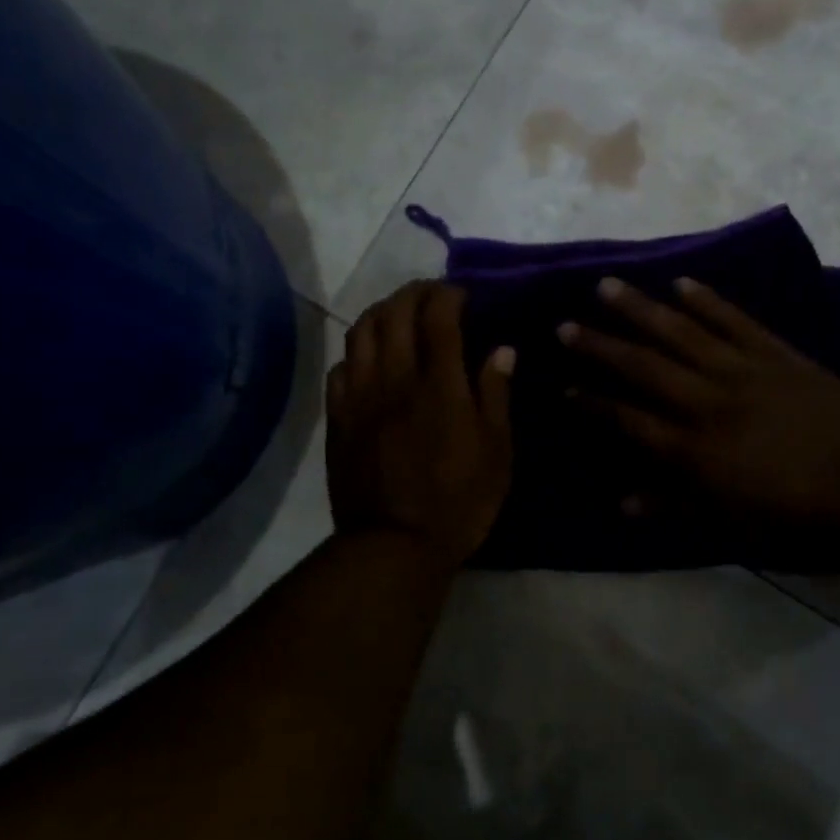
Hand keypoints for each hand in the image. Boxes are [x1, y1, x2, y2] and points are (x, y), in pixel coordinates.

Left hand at [327, 281, 513, 571]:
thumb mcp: (497, 453)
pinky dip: (357, 350)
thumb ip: (496, 395)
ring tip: (399, 316)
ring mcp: (360, 397)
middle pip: (394, 313)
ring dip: (381, 312)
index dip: (448, 295)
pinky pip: (340, 366)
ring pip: (360, 332)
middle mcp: (395, 379)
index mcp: (440, 386)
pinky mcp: (338, 417)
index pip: (438, 317)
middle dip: (414, 294)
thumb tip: (501, 350)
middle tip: (432, 297)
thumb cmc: (459, 501)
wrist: (393, 545)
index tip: (461, 295)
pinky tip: (370, 359)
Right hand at [560, 277, 839, 561]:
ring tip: (608, 287)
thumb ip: (672, 507)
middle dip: (600, 346)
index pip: (626, 419)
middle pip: (643, 367)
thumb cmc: (793, 522)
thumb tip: (621, 502)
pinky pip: (737, 322)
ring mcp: (745, 373)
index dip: (591, 402)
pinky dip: (708, 302)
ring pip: (682, 334)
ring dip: (641, 310)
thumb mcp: (726, 525)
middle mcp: (708, 403)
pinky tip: (682, 283)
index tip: (562, 385)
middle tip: (565, 324)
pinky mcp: (780, 356)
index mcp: (692, 450)